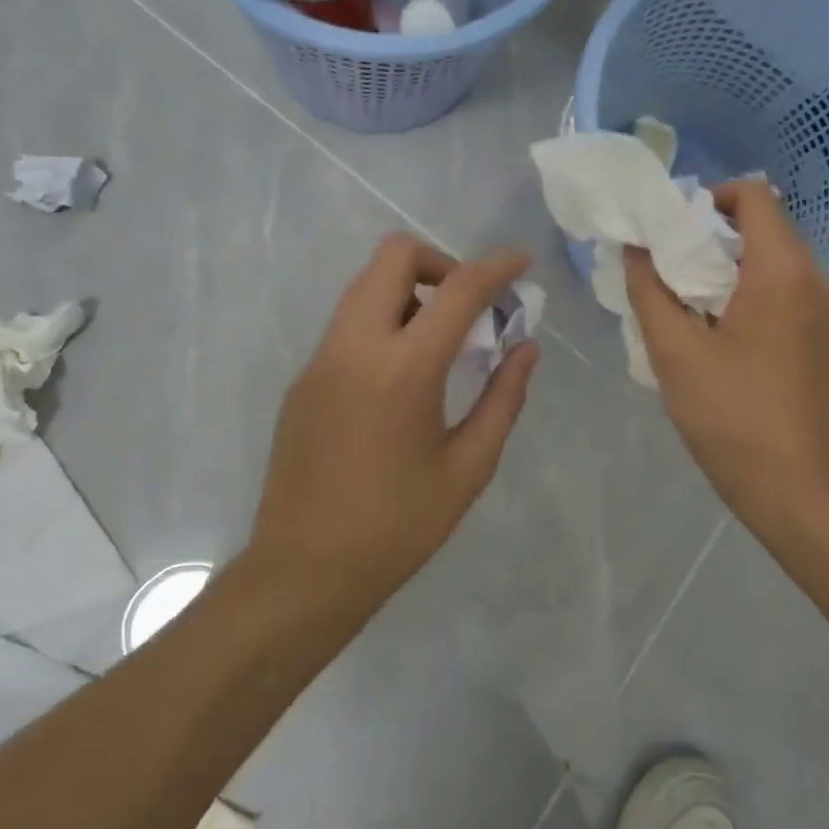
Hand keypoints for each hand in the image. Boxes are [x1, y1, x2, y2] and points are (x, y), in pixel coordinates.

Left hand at [250, 234, 539, 606]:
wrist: (303, 572)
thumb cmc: (398, 527)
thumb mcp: (468, 467)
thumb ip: (503, 398)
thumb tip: (526, 348)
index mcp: (404, 369)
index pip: (457, 289)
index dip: (496, 267)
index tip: (521, 261)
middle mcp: (355, 346)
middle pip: (393, 256)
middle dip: (440, 262)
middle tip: (468, 307)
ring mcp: (321, 359)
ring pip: (365, 285)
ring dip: (410, 290)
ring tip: (441, 342)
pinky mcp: (303, 379)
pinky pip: (348, 322)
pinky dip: (384, 321)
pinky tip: (402, 377)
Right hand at [624, 181, 828, 528]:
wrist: (797, 489)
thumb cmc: (731, 415)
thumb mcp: (674, 351)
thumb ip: (649, 290)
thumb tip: (635, 248)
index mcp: (782, 270)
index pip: (754, 195)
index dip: (709, 197)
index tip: (672, 229)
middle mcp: (814, 279)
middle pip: (765, 226)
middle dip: (712, 234)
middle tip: (668, 266)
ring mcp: (825, 312)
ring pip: (774, 261)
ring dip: (729, 266)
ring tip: (686, 301)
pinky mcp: (823, 340)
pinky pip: (785, 292)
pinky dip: (750, 292)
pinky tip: (718, 332)